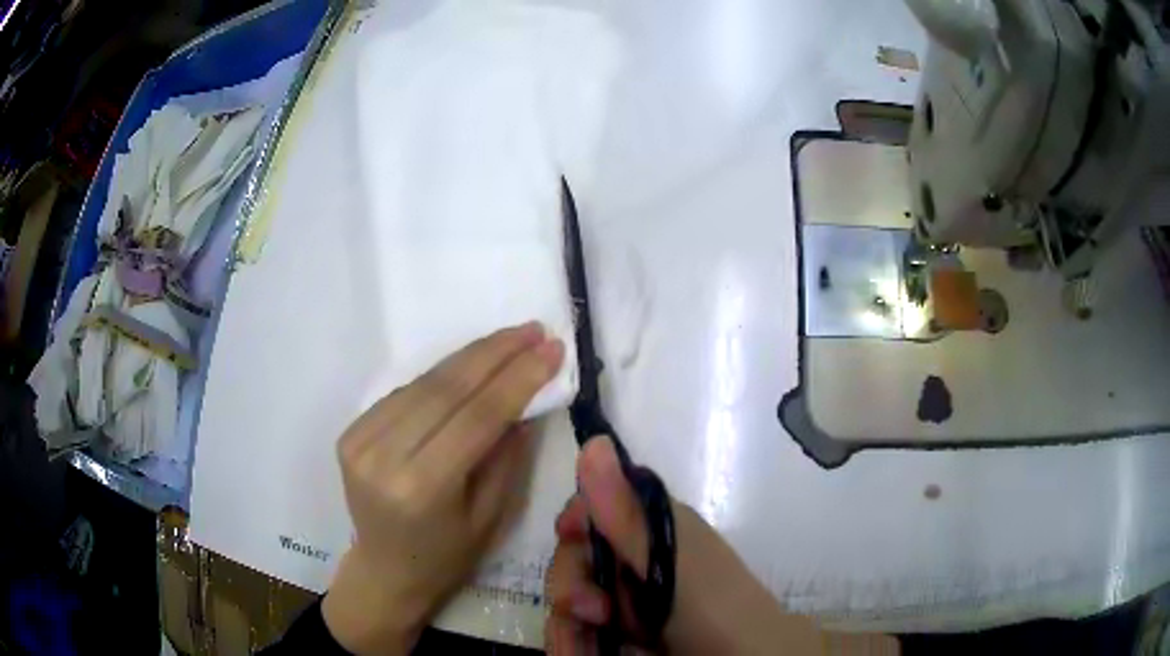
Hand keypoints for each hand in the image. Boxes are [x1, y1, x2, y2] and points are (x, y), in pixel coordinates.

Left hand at [322, 322, 564, 654]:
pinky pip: (403, 393)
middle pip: (445, 389)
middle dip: (495, 353)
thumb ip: (508, 455)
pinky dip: (439, 376)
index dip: (517, 378)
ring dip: (469, 357)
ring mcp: (360, 442)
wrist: (386, 569)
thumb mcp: (492, 516)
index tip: (551, 348)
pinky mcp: (350, 433)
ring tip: (508, 339)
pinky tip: (468, 365)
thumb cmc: (447, 556)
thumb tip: (526, 399)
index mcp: (422, 489)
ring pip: (422, 383)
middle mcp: (384, 458)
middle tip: (532, 330)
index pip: (476, 417)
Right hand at [545, 437, 826, 654]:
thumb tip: (595, 441)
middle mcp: (634, 561)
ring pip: (570, 603)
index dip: (575, 524)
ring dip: (567, 628)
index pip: (593, 510)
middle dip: (571, 588)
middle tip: (594, 613)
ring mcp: (625, 603)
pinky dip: (573, 646)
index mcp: (651, 530)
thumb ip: (626, 513)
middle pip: (574, 561)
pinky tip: (581, 655)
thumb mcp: (669, 559)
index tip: (569, 538)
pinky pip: (578, 634)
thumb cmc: (712, 605)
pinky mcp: (618, 636)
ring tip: (585, 651)